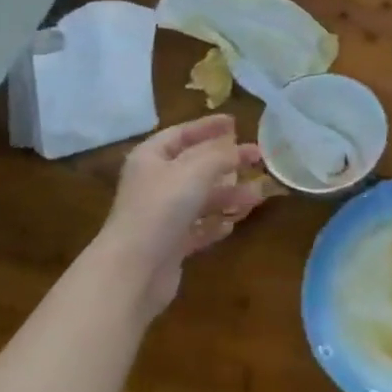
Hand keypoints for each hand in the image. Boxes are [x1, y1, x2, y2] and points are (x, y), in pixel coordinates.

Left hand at [104, 115, 268, 317]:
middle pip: (195, 166)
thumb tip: (239, 149)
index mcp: (151, 158)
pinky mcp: (169, 245)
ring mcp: (160, 216)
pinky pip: (197, 229)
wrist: (134, 269)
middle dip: (227, 163)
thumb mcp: (196, 170)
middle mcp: (154, 183)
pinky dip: (214, 224)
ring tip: (258, 196)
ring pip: (200, 199)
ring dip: (229, 195)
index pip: (182, 133)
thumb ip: (221, 155)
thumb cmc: (162, 207)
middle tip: (258, 158)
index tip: (236, 122)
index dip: (208, 126)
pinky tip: (231, 225)